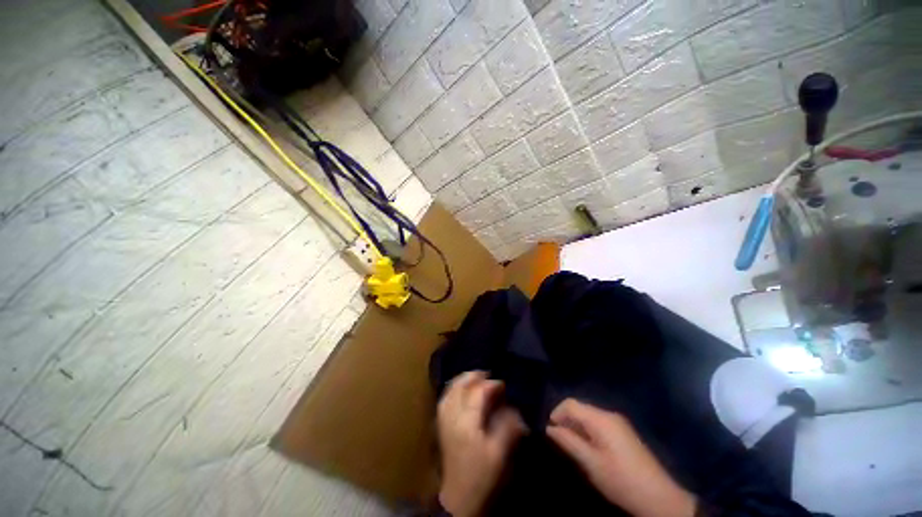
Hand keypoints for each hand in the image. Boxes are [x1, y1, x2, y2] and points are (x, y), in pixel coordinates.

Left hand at [437, 371, 526, 516]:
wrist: (458, 496)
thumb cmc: (480, 474)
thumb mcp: (499, 453)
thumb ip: (507, 427)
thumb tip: (514, 409)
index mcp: (467, 422)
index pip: (478, 392)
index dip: (491, 385)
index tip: (503, 385)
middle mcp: (452, 415)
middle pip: (460, 386)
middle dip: (474, 376)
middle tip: (487, 374)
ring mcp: (443, 418)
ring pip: (450, 389)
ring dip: (462, 380)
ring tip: (474, 377)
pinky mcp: (440, 423)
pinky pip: (445, 397)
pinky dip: (453, 388)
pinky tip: (459, 389)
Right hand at [546, 399, 695, 516]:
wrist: (658, 496)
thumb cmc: (620, 479)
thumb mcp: (590, 462)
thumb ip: (568, 441)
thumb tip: (550, 428)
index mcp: (601, 418)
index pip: (571, 404)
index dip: (556, 413)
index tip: (550, 430)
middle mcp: (609, 414)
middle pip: (580, 408)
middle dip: (566, 420)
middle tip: (559, 440)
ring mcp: (618, 423)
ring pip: (589, 416)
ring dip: (577, 426)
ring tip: (571, 445)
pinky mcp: (624, 432)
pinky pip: (599, 423)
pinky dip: (588, 431)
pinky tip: (588, 447)